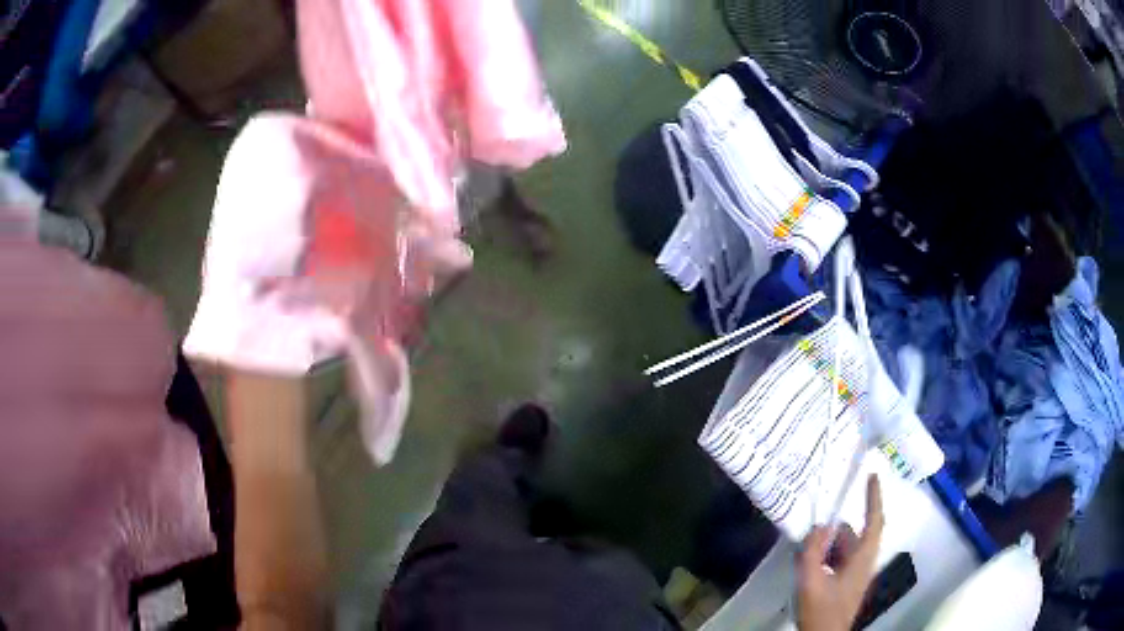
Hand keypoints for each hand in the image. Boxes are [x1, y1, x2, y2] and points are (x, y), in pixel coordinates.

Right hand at [797, 475, 883, 630]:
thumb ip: (812, 552)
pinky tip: (809, 566)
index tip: (872, 476)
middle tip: (814, 527)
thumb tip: (819, 526)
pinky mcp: (846, 585)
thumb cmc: (821, 611)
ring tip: (806, 550)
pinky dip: (826, 558)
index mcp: (862, 559)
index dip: (875, 498)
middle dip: (835, 531)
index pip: (875, 522)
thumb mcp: (811, 582)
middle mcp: (863, 563)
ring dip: (828, 546)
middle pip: (854, 536)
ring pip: (844, 549)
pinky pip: (838, 562)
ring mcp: (855, 575)